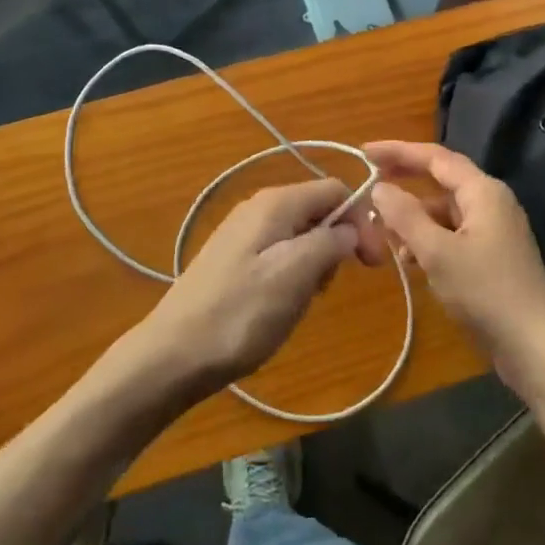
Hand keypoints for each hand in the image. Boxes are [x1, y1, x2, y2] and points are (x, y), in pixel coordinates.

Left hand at [134, 178, 360, 392]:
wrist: (173, 355)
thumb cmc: (240, 314)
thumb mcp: (295, 274)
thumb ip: (329, 242)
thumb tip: (350, 228)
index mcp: (275, 203)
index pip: (335, 190)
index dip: (361, 221)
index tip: (372, 265)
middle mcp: (258, 208)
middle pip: (317, 211)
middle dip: (336, 245)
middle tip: (328, 288)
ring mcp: (242, 234)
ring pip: (299, 236)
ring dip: (314, 265)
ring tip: (302, 301)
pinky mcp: (232, 260)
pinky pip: (278, 255)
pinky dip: (292, 276)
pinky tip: (281, 305)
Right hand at [366, 141, 544, 397]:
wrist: (535, 347)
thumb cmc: (485, 292)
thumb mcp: (437, 252)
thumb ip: (405, 216)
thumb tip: (380, 187)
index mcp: (483, 191)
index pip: (435, 157)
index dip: (398, 151)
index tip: (364, 153)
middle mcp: (492, 202)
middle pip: (440, 182)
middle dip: (404, 186)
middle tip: (369, 188)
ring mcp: (494, 230)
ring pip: (444, 212)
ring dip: (414, 219)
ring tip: (385, 237)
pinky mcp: (493, 256)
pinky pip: (453, 235)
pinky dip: (429, 240)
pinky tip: (411, 261)